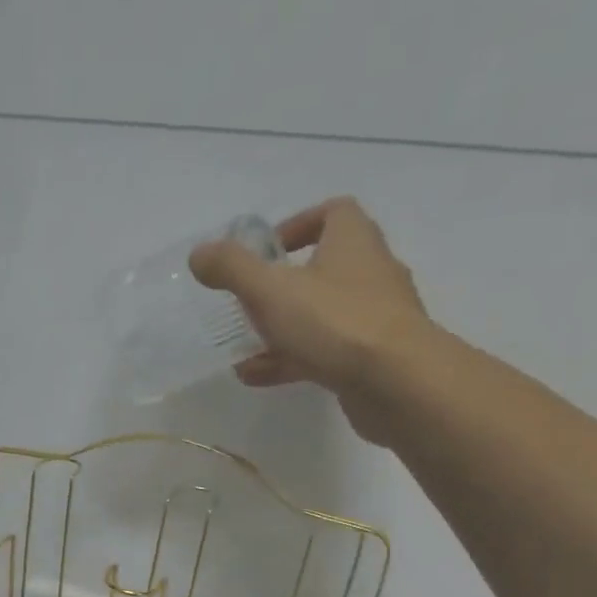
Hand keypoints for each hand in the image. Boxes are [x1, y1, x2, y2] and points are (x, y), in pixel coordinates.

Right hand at [188, 196, 436, 443]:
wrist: (397, 383)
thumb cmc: (334, 322)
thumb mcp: (270, 290)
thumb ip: (232, 269)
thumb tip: (199, 253)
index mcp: (353, 242)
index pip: (334, 213)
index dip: (298, 225)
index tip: (267, 251)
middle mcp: (370, 273)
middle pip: (325, 267)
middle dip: (283, 285)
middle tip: (249, 302)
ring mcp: (374, 318)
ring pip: (322, 315)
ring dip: (282, 328)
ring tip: (243, 347)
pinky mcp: (372, 359)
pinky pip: (325, 352)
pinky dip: (291, 360)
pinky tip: (256, 377)